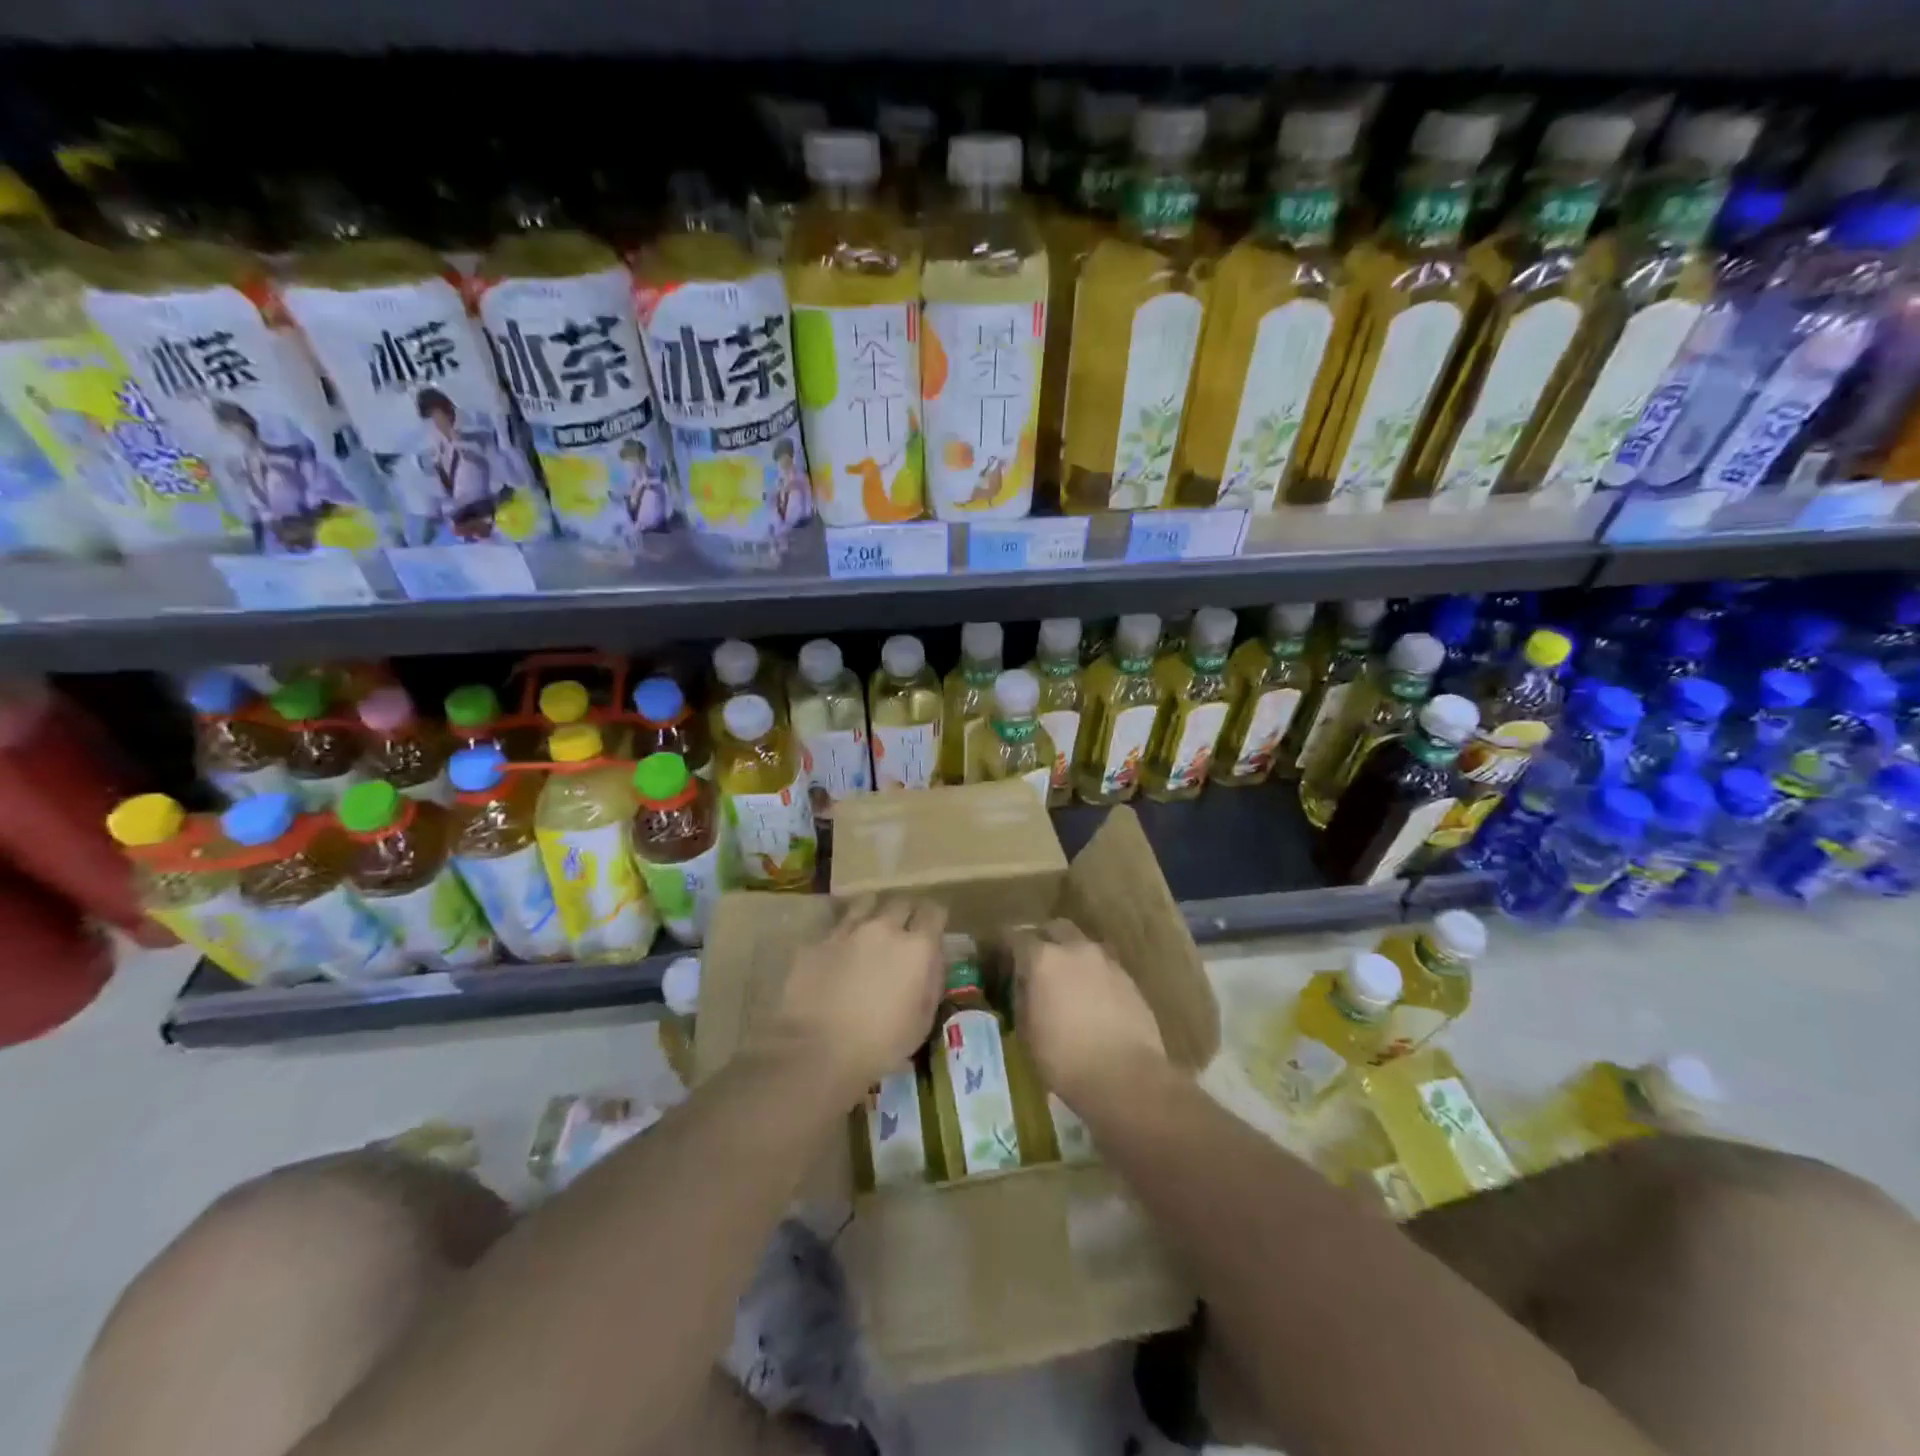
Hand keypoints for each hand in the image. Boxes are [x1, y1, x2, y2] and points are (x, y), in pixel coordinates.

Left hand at [770, 897, 945, 1100]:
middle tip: (903, 930)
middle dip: (906, 913)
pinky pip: (836, 927)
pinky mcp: (817, 942)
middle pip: (901, 902)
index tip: (933, 928)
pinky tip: (839, 952)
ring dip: (874, 912)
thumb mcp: (922, 1021)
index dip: (935, 918)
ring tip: (871, 928)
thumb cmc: (880, 1045)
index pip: (934, 911)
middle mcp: (884, 928)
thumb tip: (931, 961)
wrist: (817, 1051)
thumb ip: (931, 982)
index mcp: (916, 948)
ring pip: (866, 903)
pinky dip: (843, 934)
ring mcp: (847, 931)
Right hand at [1012, 920, 1166, 1112]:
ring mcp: (1106, 961)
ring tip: (1066, 981)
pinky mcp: (1129, 979)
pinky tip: (1091, 998)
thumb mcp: (1026, 1032)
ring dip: (1071, 955)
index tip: (999, 957)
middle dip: (1042, 939)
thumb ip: (1021, 998)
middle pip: (1054, 928)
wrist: (1126, 1077)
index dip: (1004, 946)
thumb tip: (1022, 986)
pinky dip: (1093, 973)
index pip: (1015, 937)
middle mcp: (1075, 949)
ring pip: (1083, 944)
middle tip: (1035, 962)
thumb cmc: (1065, 1058)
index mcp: (1043, 959)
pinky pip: (1103, 965)